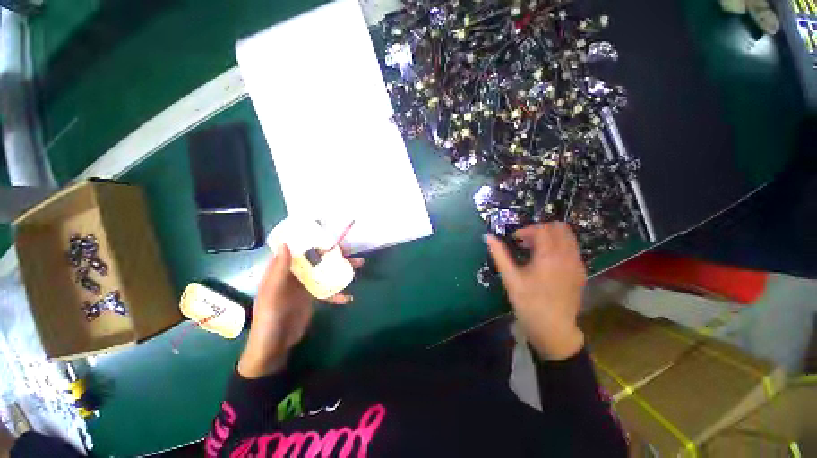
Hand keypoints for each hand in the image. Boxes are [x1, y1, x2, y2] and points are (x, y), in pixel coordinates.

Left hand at [238, 244, 363, 377]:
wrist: (274, 348)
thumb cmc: (269, 320)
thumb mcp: (272, 295)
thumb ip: (279, 271)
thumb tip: (286, 244)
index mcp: (282, 271)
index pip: (297, 250)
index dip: (311, 241)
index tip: (329, 236)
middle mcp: (294, 275)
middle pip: (316, 260)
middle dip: (334, 254)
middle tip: (351, 251)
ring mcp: (305, 286)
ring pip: (325, 272)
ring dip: (341, 269)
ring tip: (359, 265)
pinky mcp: (313, 298)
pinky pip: (328, 291)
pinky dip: (338, 294)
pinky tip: (349, 297)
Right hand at [485, 223, 586, 359]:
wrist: (553, 329)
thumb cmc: (528, 303)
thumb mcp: (510, 278)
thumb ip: (499, 254)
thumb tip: (488, 237)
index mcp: (549, 256)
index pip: (542, 229)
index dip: (526, 230)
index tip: (515, 240)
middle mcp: (567, 256)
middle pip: (559, 227)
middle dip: (540, 230)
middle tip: (526, 242)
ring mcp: (577, 264)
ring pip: (568, 237)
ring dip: (551, 237)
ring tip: (535, 250)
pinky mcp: (581, 272)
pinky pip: (572, 249)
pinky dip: (559, 246)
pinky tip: (546, 261)